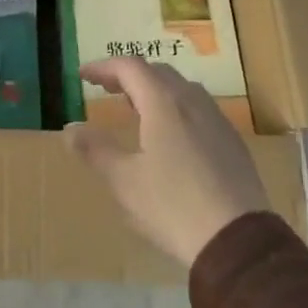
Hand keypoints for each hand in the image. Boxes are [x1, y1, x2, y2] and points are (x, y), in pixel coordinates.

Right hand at [65, 57, 268, 266]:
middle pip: (159, 73)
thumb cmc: (172, 205)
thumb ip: (95, 150)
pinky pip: (199, 109)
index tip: (82, 75)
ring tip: (135, 108)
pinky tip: (169, 135)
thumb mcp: (124, 180)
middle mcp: (193, 103)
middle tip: (106, 88)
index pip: (131, 68)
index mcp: (164, 105)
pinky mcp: (232, 143)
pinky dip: (175, 108)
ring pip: (183, 90)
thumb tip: (70, 129)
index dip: (104, 67)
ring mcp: (218, 122)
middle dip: (129, 75)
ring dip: (154, 90)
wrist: (237, 240)